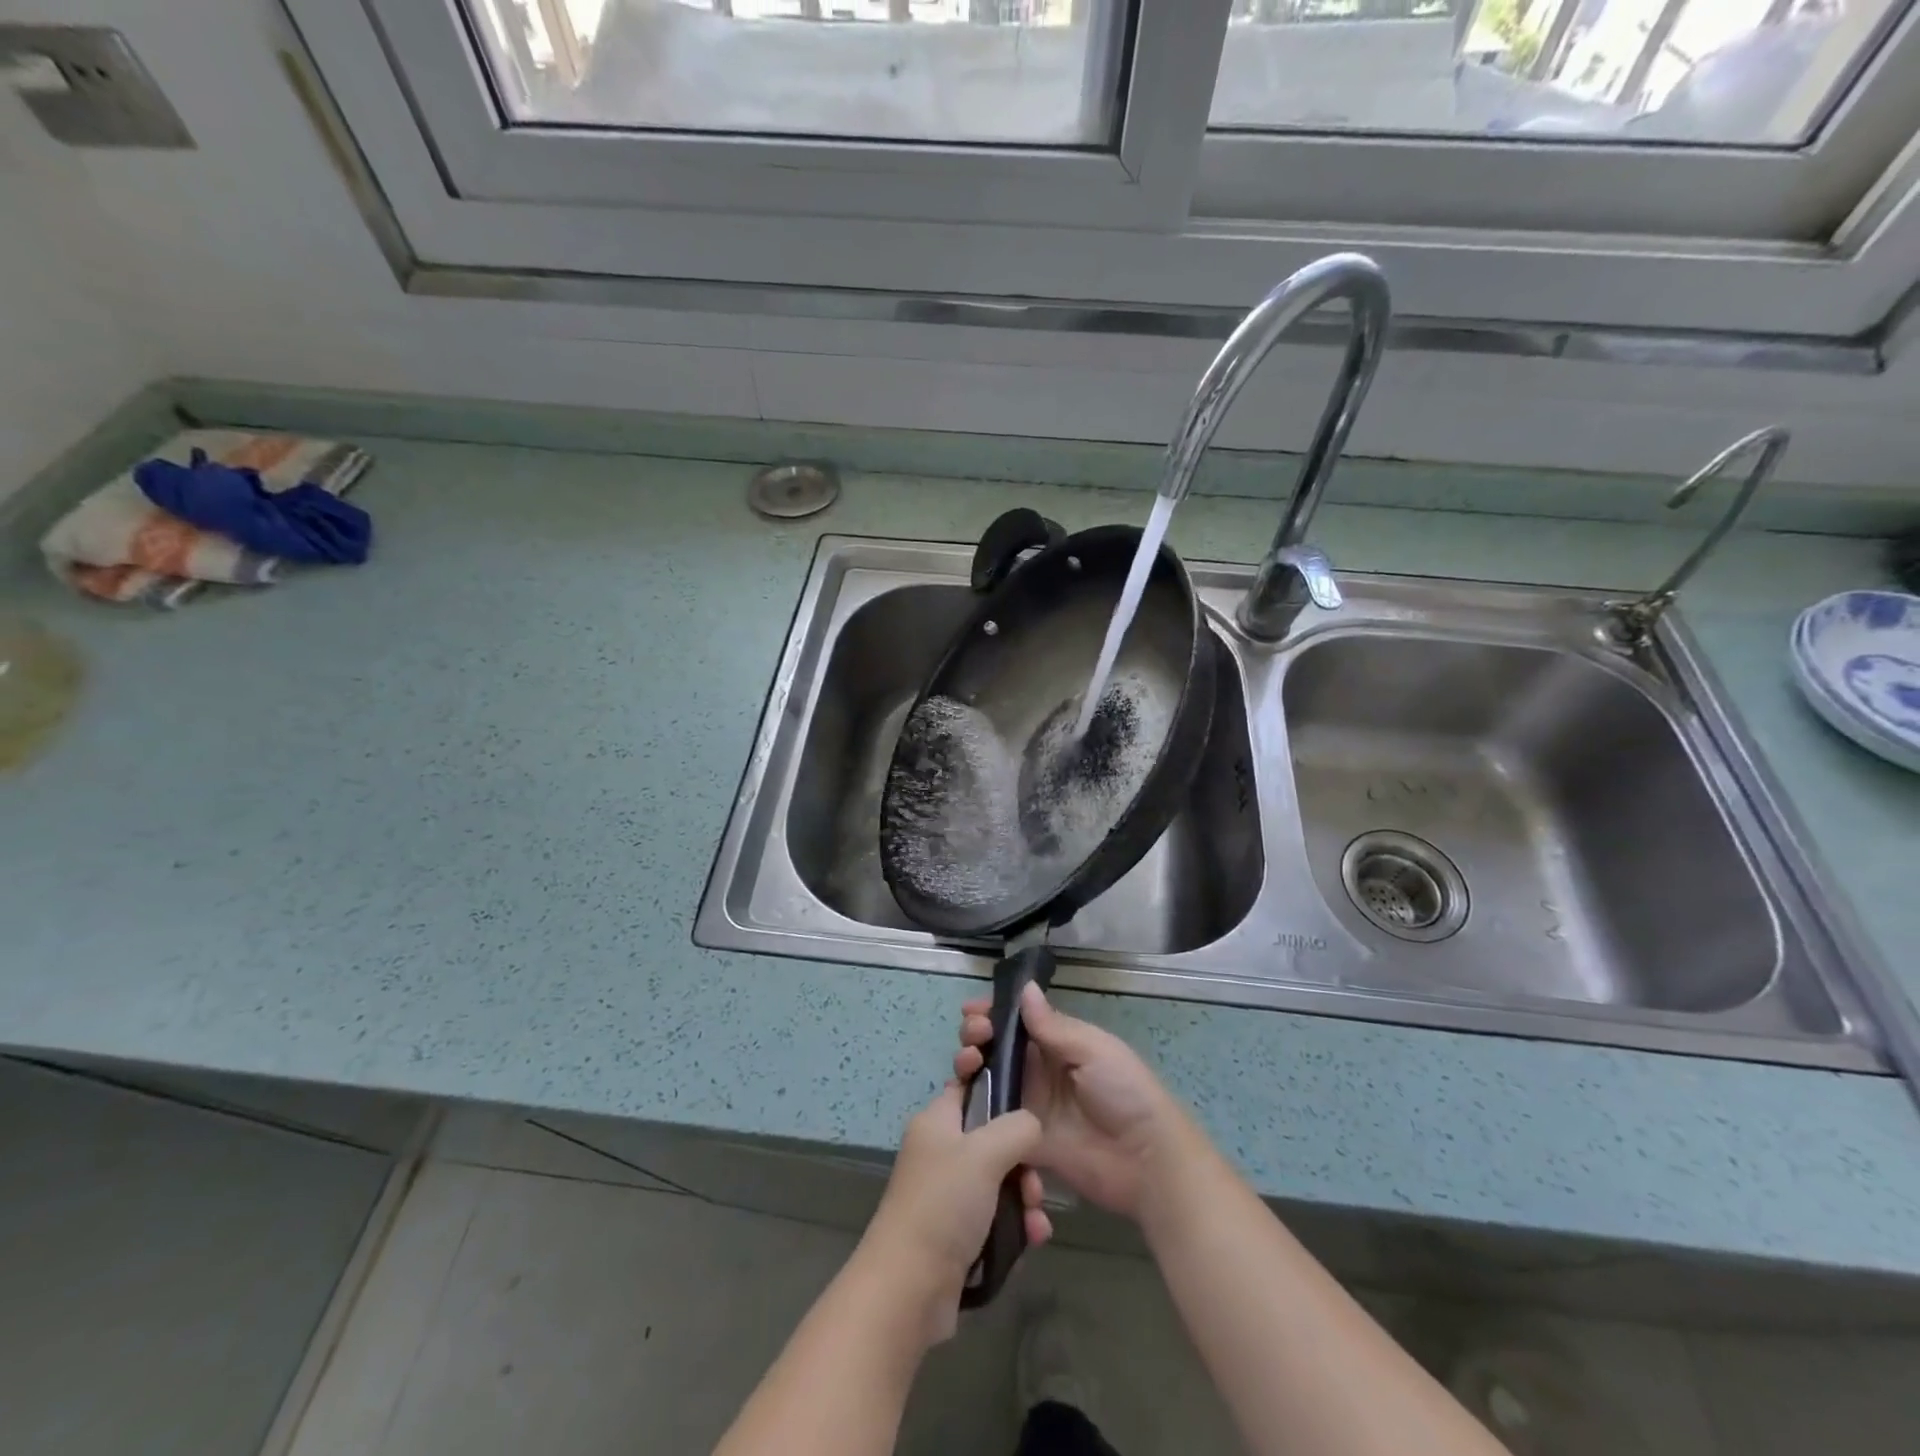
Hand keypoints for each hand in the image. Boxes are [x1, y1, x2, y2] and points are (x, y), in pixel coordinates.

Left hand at [856, 1081, 1049, 1342]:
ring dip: (1024, 1197)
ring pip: (1001, 1179)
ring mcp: (949, 1194)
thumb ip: (1017, 1127)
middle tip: (1032, 1184)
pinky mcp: (958, 1232)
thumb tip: (1032, 1126)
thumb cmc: (943, 1204)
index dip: (995, 1083)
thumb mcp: (985, 1152)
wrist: (908, 1289)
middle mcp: (941, 1152)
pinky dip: (1017, 1224)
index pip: (968, 1085)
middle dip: (1023, 1160)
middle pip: (994, 1137)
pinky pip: (997, 1215)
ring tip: (1034, 1221)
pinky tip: (1032, 1239)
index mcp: (937, 1121)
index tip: (1026, 1095)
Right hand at [955, 983, 1192, 1223]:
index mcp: (1059, 1043)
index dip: (993, 1012)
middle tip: (973, 1036)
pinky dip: (972, 1108)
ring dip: (970, 1065)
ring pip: (988, 1080)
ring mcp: (1030, 1107)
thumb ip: (1053, 1026)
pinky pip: (992, 1123)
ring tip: (967, 1061)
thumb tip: (1024, 987)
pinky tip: (958, 1097)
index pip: (1018, 1021)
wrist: (1146, 1161)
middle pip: (997, 1048)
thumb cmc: (1125, 1092)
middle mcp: (1040, 1071)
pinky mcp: (1024, 1142)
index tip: (972, 1010)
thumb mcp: (1093, 1049)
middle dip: (977, 1035)